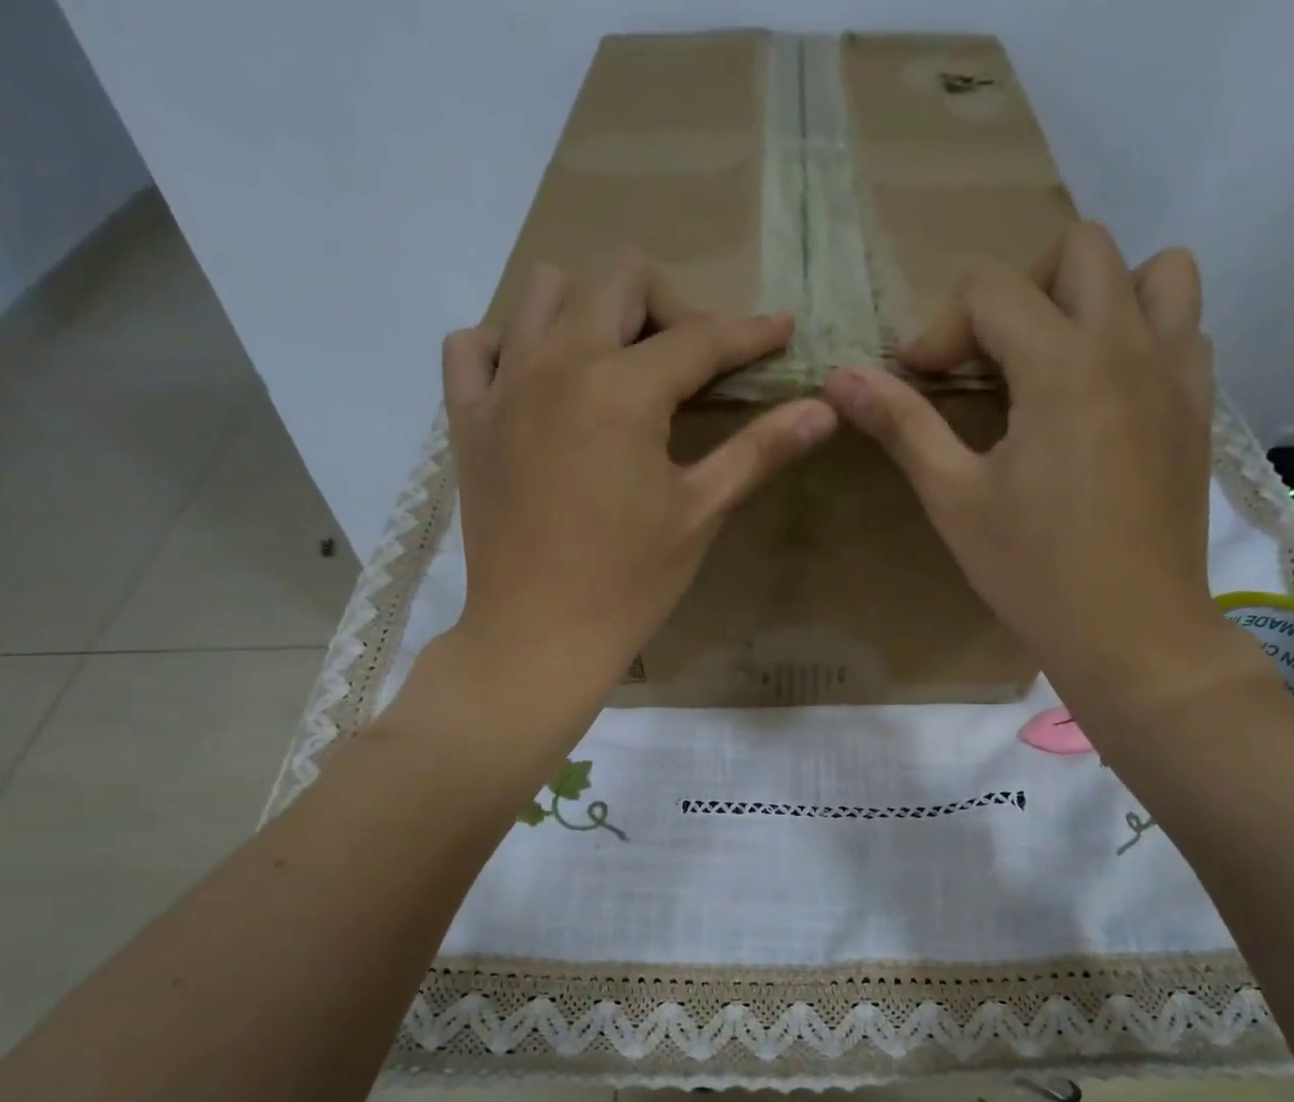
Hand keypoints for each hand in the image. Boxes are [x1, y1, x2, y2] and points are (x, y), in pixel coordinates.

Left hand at [440, 250, 837, 698]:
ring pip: (542, 289)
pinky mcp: (468, 418)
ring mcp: (503, 385)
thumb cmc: (629, 582)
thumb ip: (759, 450)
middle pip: (616, 275)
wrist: (540, 635)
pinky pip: (475, 345)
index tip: (782, 329)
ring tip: (617, 364)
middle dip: (667, 303)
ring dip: (591, 307)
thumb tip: (825, 408)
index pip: (699, 337)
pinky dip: (509, 343)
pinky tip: (540, 383)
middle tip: (688, 362)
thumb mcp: (700, 513)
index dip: (750, 332)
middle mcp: (557, 362)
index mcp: (623, 389)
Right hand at [821, 222, 1261, 732]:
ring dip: (1099, 296)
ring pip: (1156, 272)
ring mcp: (1178, 373)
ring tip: (1060, 362)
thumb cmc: (1033, 572)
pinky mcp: (1199, 409)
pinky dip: (1142, 336)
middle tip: (991, 361)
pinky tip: (1105, 399)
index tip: (918, 381)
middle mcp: (1130, 344)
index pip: (991, 291)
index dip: (941, 329)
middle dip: (1020, 291)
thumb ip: (903, 426)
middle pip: (1081, 251)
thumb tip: (840, 377)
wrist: (1132, 632)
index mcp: (1062, 364)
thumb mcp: (955, 500)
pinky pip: (1184, 329)